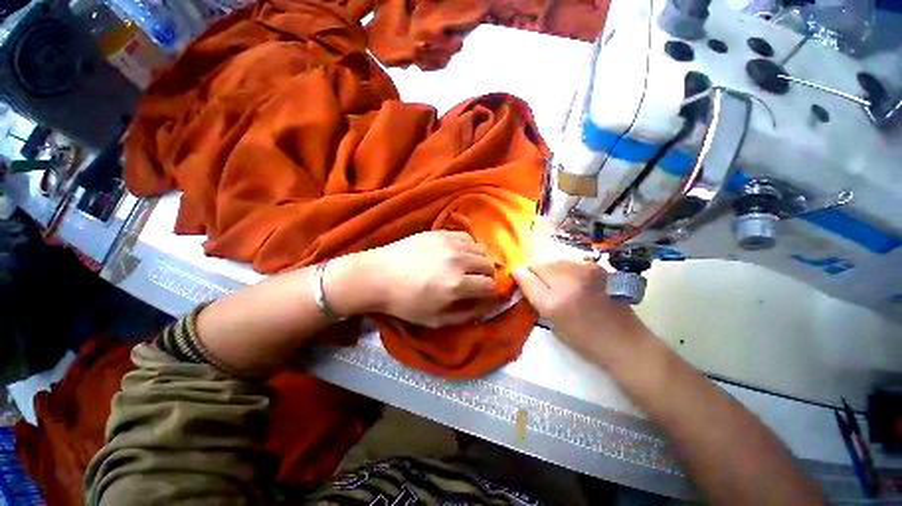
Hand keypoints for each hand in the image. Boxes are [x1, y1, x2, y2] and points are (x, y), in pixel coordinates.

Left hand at [353, 231, 499, 327]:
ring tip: (469, 267)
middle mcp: (458, 260)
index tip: (484, 295)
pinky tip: (458, 254)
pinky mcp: (440, 233)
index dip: (491, 293)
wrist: (378, 276)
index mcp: (457, 284)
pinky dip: (468, 247)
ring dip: (480, 260)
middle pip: (489, 264)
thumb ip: (465, 314)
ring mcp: (449, 243)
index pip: (491, 285)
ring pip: (481, 248)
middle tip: (476, 282)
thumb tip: (485, 306)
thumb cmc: (405, 302)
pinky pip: (466, 237)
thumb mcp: (436, 320)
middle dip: (487, 276)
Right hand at [512, 261, 652, 365]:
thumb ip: (535, 297)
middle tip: (538, 283)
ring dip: (549, 269)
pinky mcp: (596, 268)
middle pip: (538, 265)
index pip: (525, 277)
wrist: (623, 340)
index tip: (518, 278)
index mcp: (552, 302)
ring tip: (556, 282)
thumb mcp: (551, 322)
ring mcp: (584, 272)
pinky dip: (564, 268)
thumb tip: (522, 277)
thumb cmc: (583, 339)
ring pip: (553, 261)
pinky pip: (569, 262)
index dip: (519, 276)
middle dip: (534, 272)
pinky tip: (571, 280)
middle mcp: (567, 282)